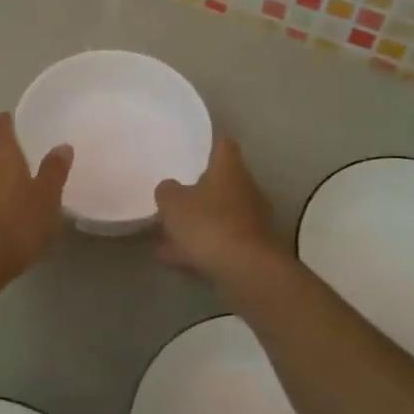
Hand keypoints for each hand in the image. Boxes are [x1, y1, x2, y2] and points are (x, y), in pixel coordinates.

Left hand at [0, 113, 73, 291]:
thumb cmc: (15, 224)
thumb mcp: (46, 198)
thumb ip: (54, 169)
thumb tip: (62, 146)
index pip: (3, 121)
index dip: (17, 121)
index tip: (34, 126)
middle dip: (10, 143)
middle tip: (35, 151)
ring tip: (23, 175)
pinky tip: (6, 200)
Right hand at [154, 136, 277, 282]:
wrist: (245, 270)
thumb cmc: (208, 223)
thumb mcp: (173, 202)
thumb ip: (167, 191)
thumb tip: (170, 188)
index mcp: (230, 170)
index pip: (224, 145)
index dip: (210, 143)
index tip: (196, 147)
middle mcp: (245, 190)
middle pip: (221, 183)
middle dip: (198, 190)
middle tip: (174, 195)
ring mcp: (250, 221)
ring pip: (217, 215)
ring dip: (195, 223)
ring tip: (164, 234)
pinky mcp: (249, 250)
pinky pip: (218, 242)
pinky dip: (198, 247)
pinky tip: (172, 257)